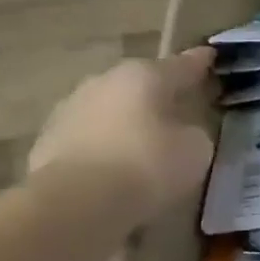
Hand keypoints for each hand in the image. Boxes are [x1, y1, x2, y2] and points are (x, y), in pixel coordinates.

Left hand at [28, 49, 214, 222]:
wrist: (75, 204)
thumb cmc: (147, 166)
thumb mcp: (195, 150)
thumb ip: (194, 133)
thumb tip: (183, 133)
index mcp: (144, 76)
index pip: (182, 65)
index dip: (200, 63)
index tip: (211, 56)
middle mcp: (104, 82)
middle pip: (141, 85)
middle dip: (160, 96)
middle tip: (181, 109)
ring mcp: (70, 110)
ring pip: (112, 111)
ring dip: (129, 122)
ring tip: (148, 144)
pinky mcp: (47, 143)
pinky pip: (91, 139)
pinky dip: (106, 148)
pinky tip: (118, 168)